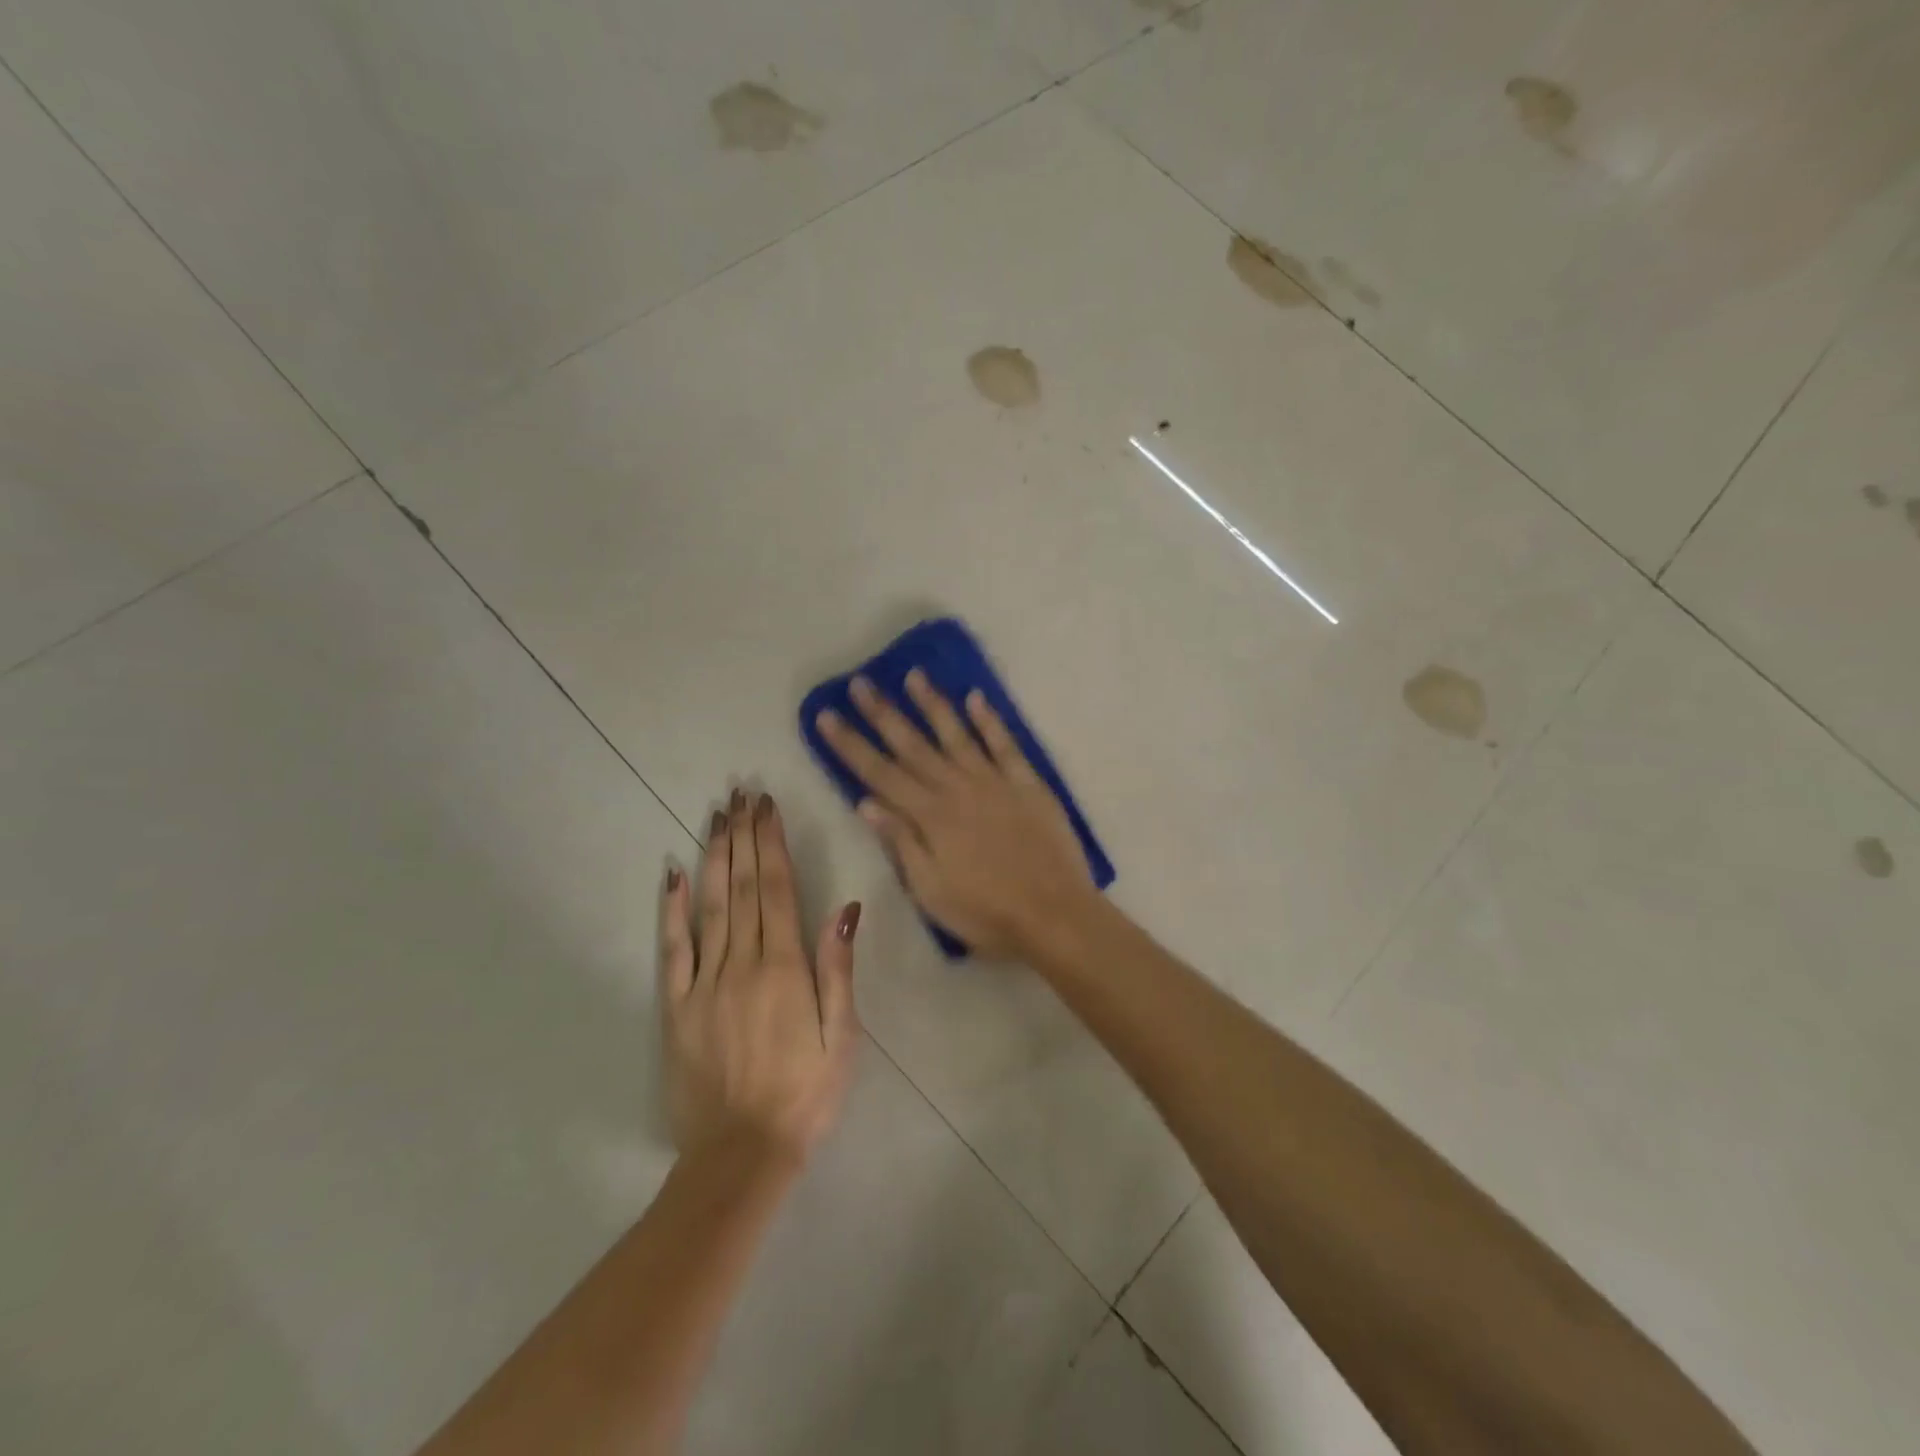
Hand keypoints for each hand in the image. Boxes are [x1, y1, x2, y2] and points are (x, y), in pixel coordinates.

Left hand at [659, 790, 860, 1166]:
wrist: (740, 1156)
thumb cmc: (805, 1094)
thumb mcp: (842, 1038)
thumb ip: (838, 971)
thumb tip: (844, 909)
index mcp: (784, 967)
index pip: (775, 888)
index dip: (770, 843)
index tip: (766, 806)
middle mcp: (741, 963)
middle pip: (741, 885)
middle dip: (742, 835)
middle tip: (741, 795)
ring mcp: (703, 983)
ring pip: (708, 905)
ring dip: (712, 856)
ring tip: (715, 816)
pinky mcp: (676, 1006)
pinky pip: (672, 948)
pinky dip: (671, 908)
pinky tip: (671, 873)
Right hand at [815, 671, 1097, 959]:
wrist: (1055, 914)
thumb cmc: (986, 913)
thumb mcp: (931, 891)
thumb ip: (901, 843)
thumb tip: (866, 802)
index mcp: (929, 817)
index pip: (879, 774)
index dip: (850, 745)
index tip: (827, 715)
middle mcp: (957, 788)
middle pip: (913, 745)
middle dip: (883, 713)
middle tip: (860, 682)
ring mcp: (995, 781)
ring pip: (956, 734)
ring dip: (933, 704)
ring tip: (914, 675)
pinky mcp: (1027, 783)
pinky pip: (1005, 744)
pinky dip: (989, 720)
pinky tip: (975, 697)